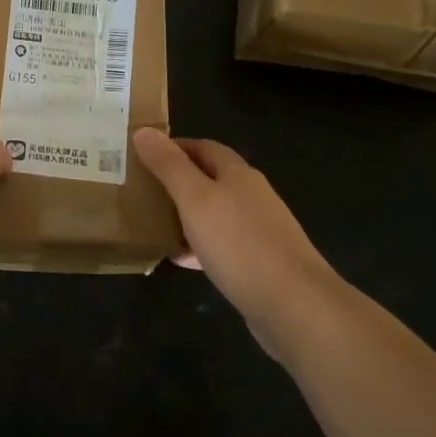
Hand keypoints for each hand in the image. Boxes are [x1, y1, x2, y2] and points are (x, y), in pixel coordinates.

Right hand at [132, 128, 335, 335]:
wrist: (295, 305)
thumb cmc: (239, 244)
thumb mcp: (194, 199)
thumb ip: (168, 166)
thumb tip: (144, 131)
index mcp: (238, 174)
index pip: (203, 147)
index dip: (173, 147)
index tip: (141, 155)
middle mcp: (252, 196)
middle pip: (210, 179)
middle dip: (176, 181)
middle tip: (141, 189)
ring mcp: (259, 230)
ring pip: (214, 213)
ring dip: (186, 215)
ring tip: (153, 224)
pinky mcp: (260, 262)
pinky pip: (222, 244)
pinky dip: (199, 246)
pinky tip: (182, 260)